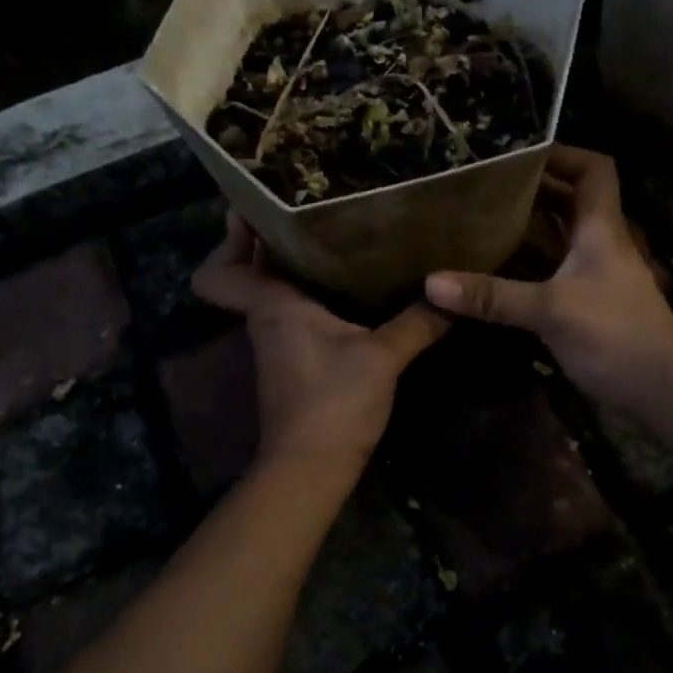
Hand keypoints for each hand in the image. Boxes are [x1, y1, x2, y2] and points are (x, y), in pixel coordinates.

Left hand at [193, 215, 449, 471]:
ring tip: (330, 233)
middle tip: (304, 204)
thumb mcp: (382, 357)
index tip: (253, 208)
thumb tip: (451, 292)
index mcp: (274, 307)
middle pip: (248, 273)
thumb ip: (417, 322)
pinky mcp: (293, 362)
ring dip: (289, 266)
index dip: (227, 241)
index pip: (221, 271)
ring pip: (271, 292)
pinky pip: (291, 312)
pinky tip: (345, 285)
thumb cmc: (334, 402)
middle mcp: (266, 319)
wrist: (311, 468)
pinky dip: (307, 294)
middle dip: (266, 240)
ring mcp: (276, 343)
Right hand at [425, 145, 672, 408]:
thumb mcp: (551, 310)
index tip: (517, 154)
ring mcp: (594, 275)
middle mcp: (599, 244)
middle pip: (569, 200)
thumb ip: (493, 297)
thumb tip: (432, 283)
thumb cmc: (616, 335)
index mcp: (600, 228)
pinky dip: (526, 265)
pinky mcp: (587, 304)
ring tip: (480, 220)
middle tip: (483, 187)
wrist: (662, 391)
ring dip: (526, 227)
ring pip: (559, 237)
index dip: (562, 154)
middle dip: (531, 189)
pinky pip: (552, 271)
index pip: (593, 169)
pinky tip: (494, 271)